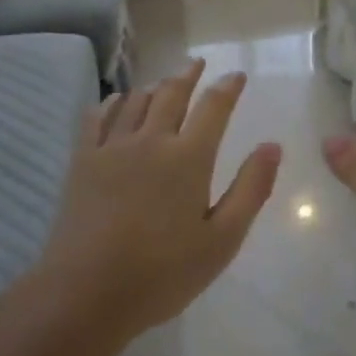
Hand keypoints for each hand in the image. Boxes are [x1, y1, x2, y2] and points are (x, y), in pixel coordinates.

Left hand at [41, 59, 281, 334]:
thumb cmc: (162, 273)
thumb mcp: (222, 240)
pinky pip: (97, 118)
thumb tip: (273, 146)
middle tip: (197, 63)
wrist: (85, 292)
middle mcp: (151, 140)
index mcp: (189, 158)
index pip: (214, 108)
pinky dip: (112, 103)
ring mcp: (112, 147)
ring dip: (154, 86)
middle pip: (172, 94)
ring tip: (163, 82)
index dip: (228, 88)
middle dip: (188, 75)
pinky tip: (116, 101)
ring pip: (136, 101)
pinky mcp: (82, 161)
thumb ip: (251, 189)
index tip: (237, 76)